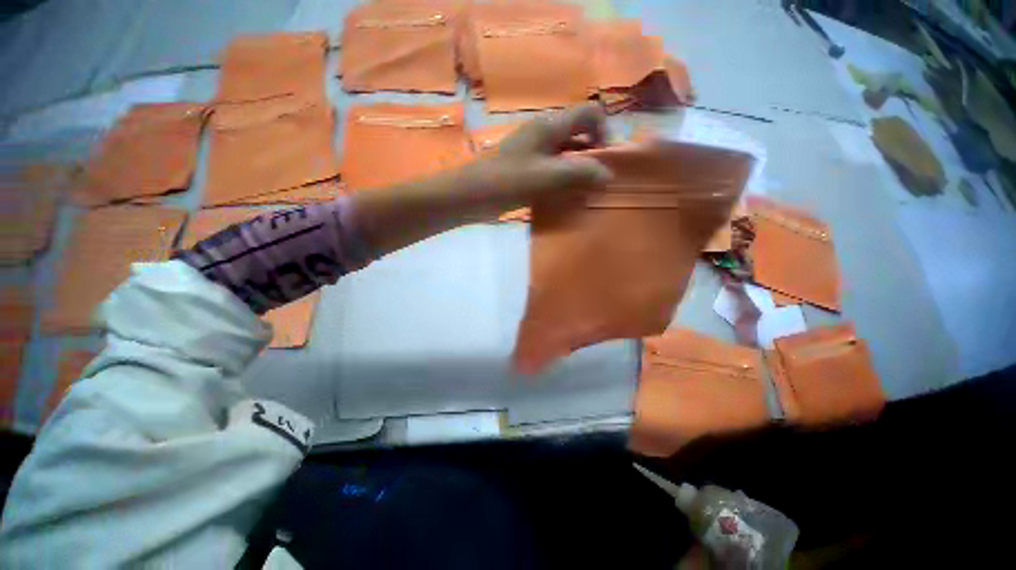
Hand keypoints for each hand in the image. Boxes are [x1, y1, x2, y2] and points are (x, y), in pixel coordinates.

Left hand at [350, 104, 612, 255]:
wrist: (471, 195)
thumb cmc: (508, 181)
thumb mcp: (548, 176)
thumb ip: (581, 173)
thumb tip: (608, 176)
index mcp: (551, 125)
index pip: (590, 113)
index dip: (603, 132)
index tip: (603, 160)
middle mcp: (544, 133)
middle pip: (579, 134)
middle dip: (592, 156)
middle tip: (594, 182)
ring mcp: (534, 151)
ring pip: (566, 153)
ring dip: (578, 171)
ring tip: (582, 193)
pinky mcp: (527, 167)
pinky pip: (553, 168)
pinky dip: (563, 180)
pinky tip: (563, 197)